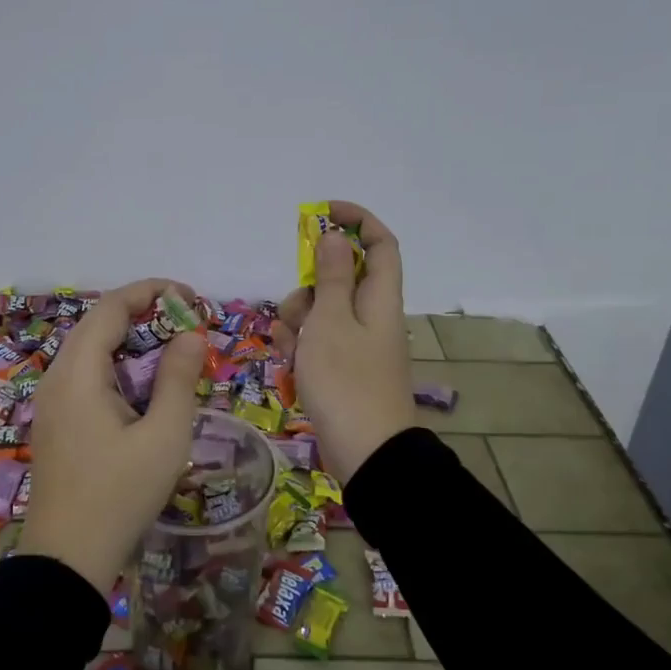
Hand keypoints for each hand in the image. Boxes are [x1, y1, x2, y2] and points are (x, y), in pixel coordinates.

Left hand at [20, 278, 204, 595]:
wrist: (67, 559)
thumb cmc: (120, 495)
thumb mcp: (164, 436)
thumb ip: (178, 378)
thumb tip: (191, 333)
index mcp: (78, 373)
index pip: (111, 308)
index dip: (150, 292)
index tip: (190, 297)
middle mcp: (57, 377)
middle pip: (98, 324)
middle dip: (144, 314)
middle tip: (188, 321)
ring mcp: (52, 401)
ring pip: (91, 351)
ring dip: (131, 341)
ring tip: (173, 348)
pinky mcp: (55, 421)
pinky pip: (86, 375)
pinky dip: (118, 366)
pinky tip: (144, 385)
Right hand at [272, 201, 416, 483]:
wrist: (366, 455)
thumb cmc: (346, 381)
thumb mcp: (330, 322)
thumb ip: (330, 276)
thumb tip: (335, 236)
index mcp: (380, 298)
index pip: (379, 243)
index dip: (356, 221)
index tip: (321, 215)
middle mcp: (372, 316)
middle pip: (340, 279)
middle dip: (309, 287)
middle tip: (297, 310)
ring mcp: (357, 345)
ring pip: (322, 312)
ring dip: (298, 322)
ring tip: (291, 350)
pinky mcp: (343, 370)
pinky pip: (318, 343)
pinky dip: (301, 348)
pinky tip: (290, 366)